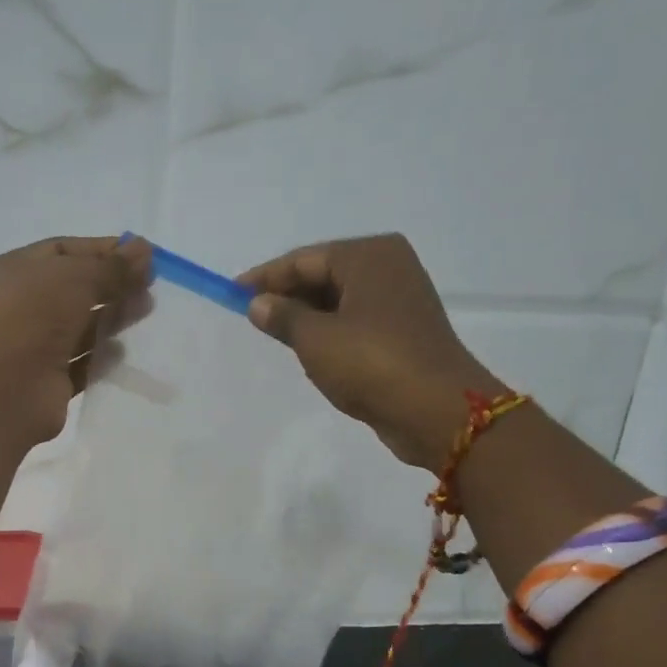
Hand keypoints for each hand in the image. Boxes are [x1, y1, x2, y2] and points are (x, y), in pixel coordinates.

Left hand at [0, 234, 152, 446]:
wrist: (5, 390)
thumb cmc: (32, 316)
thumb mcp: (76, 277)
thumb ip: (113, 266)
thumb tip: (144, 249)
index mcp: (6, 272)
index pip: (59, 252)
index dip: (100, 250)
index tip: (140, 254)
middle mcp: (13, 308)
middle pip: (70, 290)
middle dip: (111, 285)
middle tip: (148, 286)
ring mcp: (27, 348)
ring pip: (76, 327)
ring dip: (110, 318)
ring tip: (144, 311)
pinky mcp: (44, 383)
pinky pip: (78, 364)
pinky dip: (99, 357)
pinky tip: (121, 351)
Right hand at [239, 233, 500, 468]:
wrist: (436, 411)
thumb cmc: (371, 363)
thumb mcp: (315, 339)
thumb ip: (282, 316)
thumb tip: (258, 304)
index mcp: (369, 256)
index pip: (304, 259)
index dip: (264, 277)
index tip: (231, 294)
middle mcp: (388, 268)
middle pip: (323, 274)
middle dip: (286, 295)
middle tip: (250, 316)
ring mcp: (399, 300)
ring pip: (338, 300)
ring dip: (306, 316)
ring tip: (273, 334)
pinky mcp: (403, 332)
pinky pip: (354, 321)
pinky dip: (329, 331)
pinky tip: (308, 350)